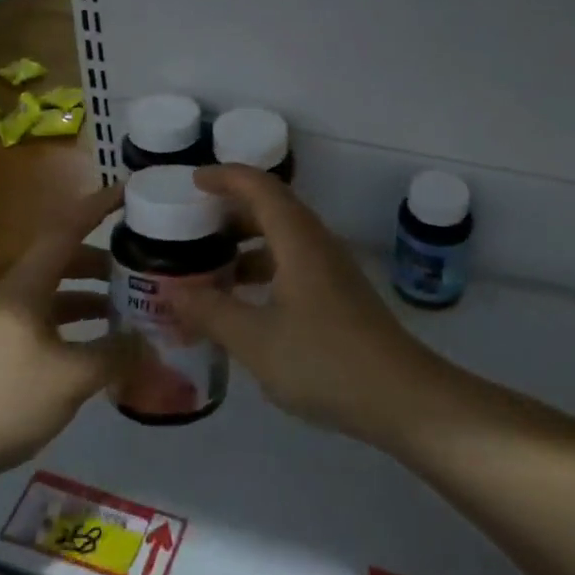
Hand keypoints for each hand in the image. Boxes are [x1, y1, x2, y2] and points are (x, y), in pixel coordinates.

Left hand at [0, 185, 123, 482]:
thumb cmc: (0, 398)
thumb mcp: (69, 378)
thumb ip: (113, 355)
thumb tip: (149, 341)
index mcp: (28, 284)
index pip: (68, 228)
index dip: (100, 205)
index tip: (132, 191)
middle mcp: (15, 294)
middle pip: (65, 259)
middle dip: (104, 258)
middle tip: (142, 264)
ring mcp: (4, 323)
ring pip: (56, 294)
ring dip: (91, 294)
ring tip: (128, 308)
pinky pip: (47, 322)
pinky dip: (75, 325)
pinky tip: (94, 350)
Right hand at [168, 166, 437, 444]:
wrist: (401, 397)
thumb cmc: (324, 360)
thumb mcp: (256, 340)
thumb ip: (211, 313)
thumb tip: (173, 293)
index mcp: (298, 239)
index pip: (259, 187)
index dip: (225, 177)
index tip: (192, 182)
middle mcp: (317, 243)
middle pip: (272, 208)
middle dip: (230, 210)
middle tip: (191, 225)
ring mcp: (331, 269)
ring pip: (283, 238)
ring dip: (246, 243)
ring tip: (209, 264)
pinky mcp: (338, 295)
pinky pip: (292, 263)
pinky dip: (263, 269)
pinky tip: (243, 302)